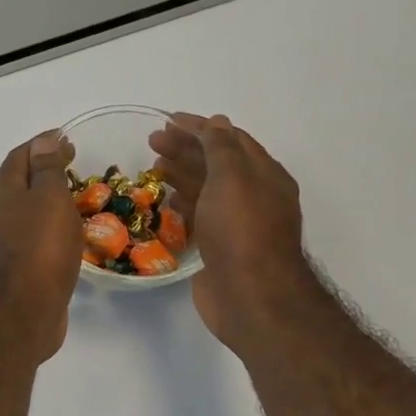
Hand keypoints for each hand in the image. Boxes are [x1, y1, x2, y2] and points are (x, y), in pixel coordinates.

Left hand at [0, 130, 83, 361]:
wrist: (24, 310)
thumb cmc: (40, 247)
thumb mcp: (49, 198)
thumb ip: (47, 169)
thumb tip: (43, 141)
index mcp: (1, 191)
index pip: (20, 156)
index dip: (43, 144)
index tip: (67, 138)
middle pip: (20, 182)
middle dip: (45, 171)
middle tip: (75, 167)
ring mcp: (4, 242)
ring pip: (27, 211)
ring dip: (48, 201)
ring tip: (78, 198)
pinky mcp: (16, 267)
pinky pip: (35, 236)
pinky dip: (51, 227)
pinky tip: (70, 234)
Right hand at [148, 112, 313, 344]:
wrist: (250, 296)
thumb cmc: (242, 231)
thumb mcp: (233, 178)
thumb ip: (222, 148)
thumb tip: (216, 122)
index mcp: (264, 175)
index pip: (230, 140)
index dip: (200, 127)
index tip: (168, 119)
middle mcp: (253, 196)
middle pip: (216, 163)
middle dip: (185, 148)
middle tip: (151, 141)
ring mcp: (236, 224)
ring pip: (206, 189)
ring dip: (181, 173)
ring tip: (153, 166)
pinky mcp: (219, 248)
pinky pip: (200, 216)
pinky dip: (182, 203)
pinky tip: (165, 200)